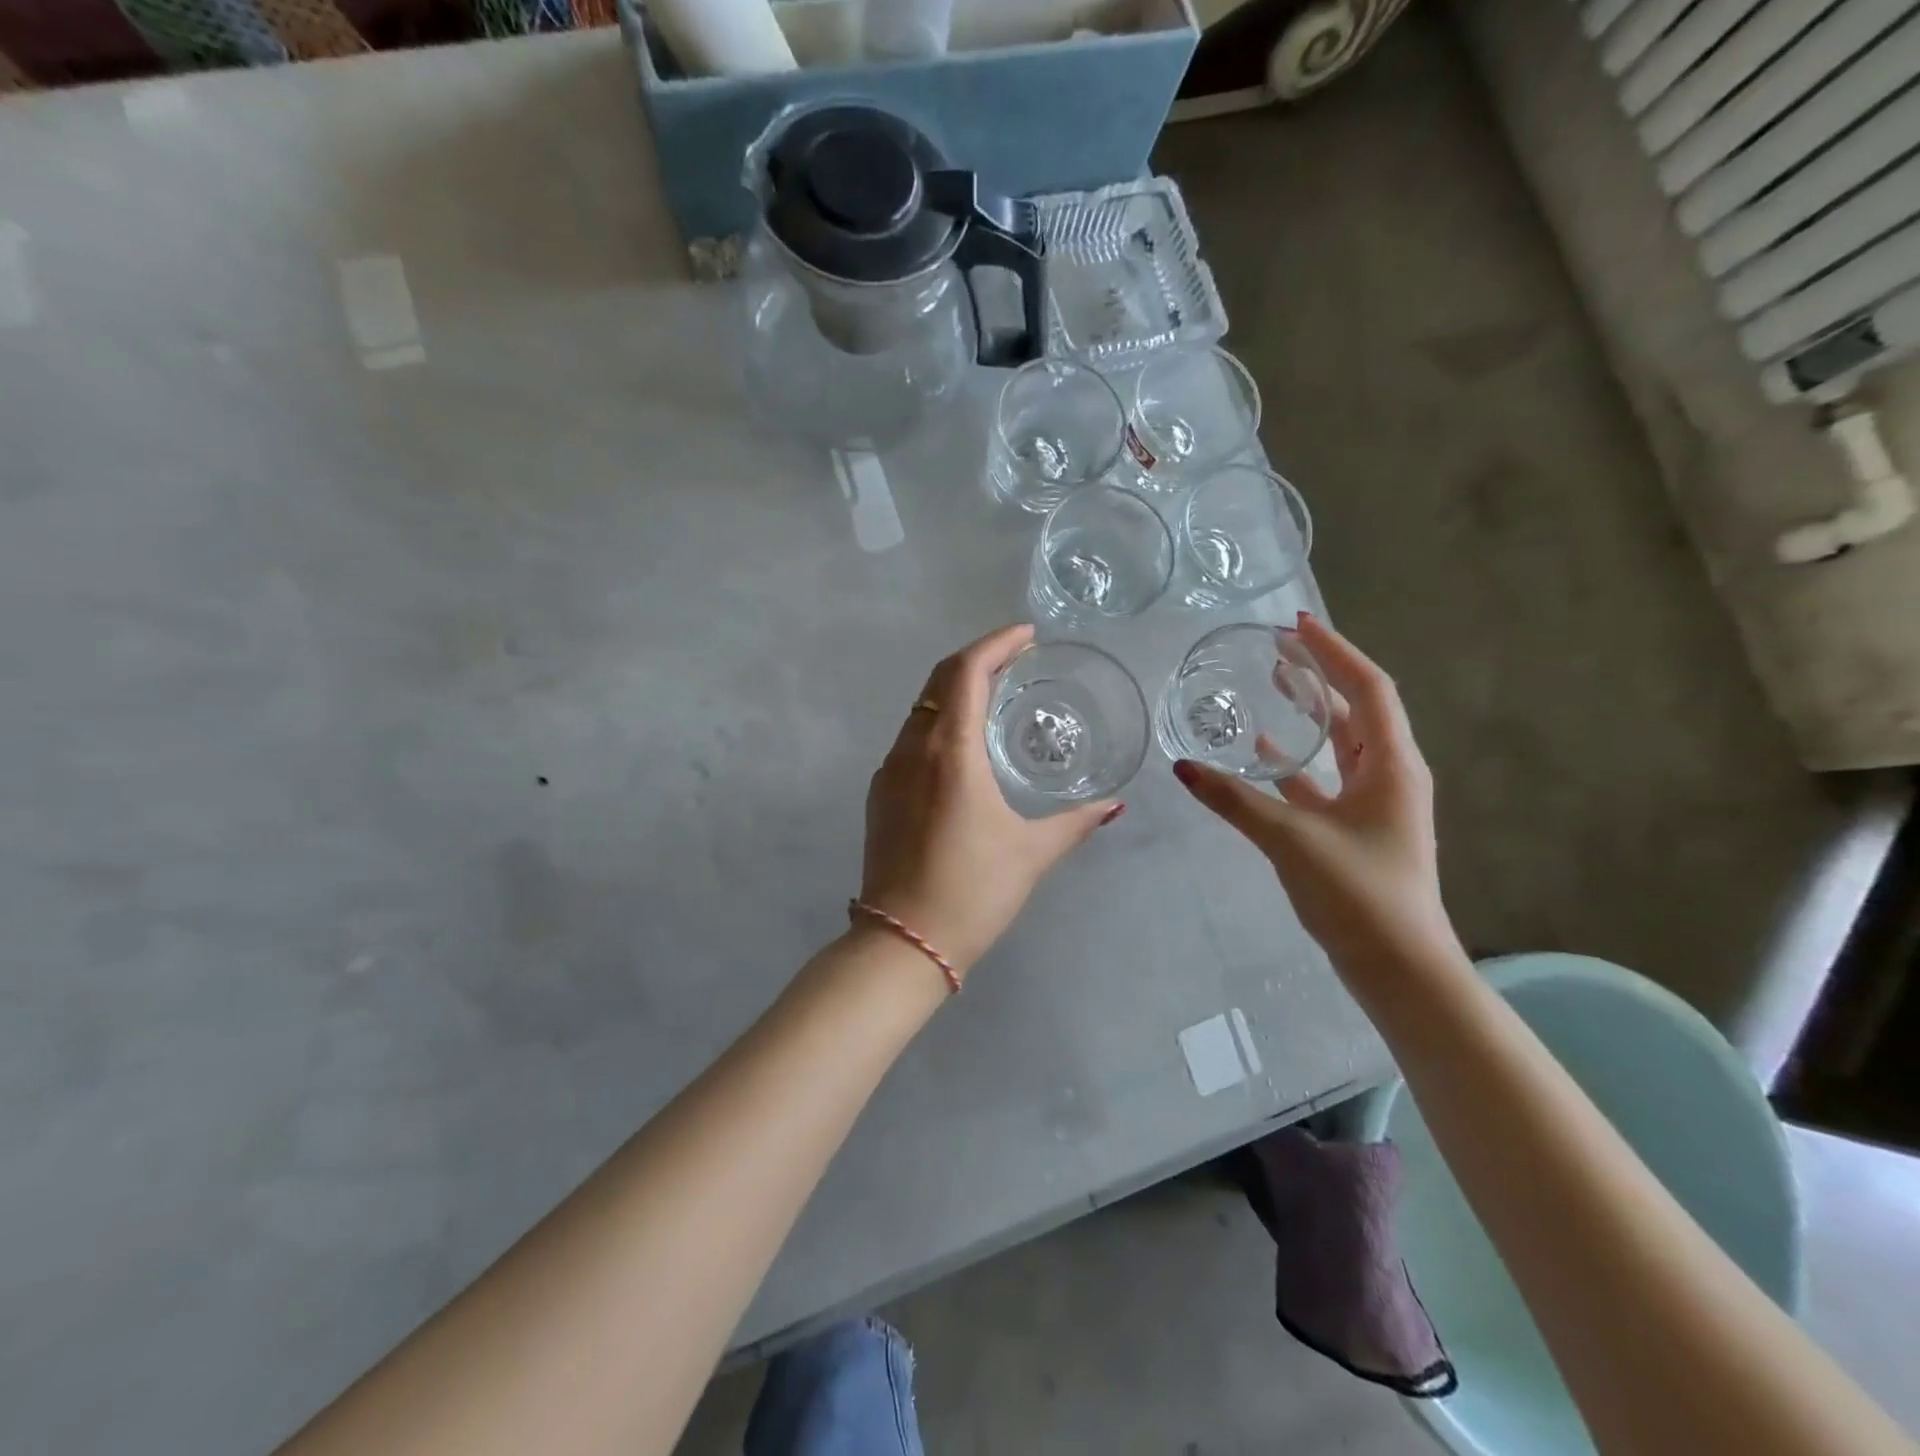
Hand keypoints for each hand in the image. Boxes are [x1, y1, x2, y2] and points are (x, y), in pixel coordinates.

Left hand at [860, 624, 1121, 977]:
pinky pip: (911, 737)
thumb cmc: (972, 892)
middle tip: (1016, 657)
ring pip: (921, 707)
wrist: (901, 942)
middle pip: (939, 680)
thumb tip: (1114, 806)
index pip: (967, 672)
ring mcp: (889, 770)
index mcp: (950, 752)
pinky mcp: (879, 793)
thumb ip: (1075, 822)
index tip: (1027, 635)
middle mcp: (912, 749)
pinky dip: (939, 721)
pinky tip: (963, 743)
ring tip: (995, 693)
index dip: (996, 643)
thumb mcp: (1031, 853)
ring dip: (955, 689)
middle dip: (977, 658)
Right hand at [1172, 614, 1455, 970]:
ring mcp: (1373, 804)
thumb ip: (1235, 800)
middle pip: (1357, 708)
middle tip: (1279, 646)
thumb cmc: (1358, 893)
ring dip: (1310, 713)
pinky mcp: (1354, 829)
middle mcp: (1388, 775)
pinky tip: (1262, 753)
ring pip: (1339, 743)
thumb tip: (1182, 767)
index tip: (1296, 625)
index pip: (1368, 687)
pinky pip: (1322, 779)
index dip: (1334, 652)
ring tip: (1273, 683)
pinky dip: (1295, 761)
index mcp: (1390, 765)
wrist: (1398, 968)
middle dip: (1321, 673)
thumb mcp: (1291, 839)